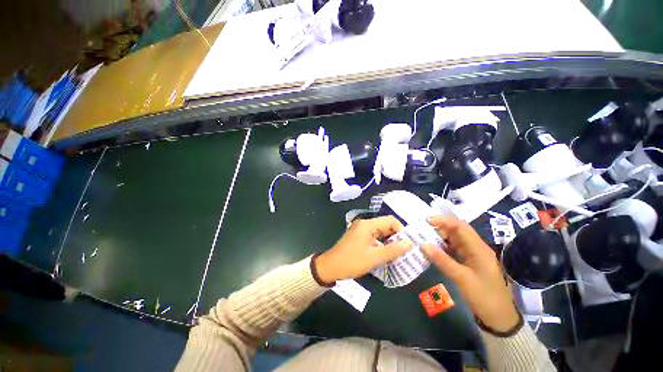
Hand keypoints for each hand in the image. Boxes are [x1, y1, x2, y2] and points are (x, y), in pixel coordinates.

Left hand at [315, 216, 412, 283]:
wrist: (330, 267)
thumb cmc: (352, 261)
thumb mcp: (374, 257)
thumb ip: (393, 250)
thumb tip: (409, 243)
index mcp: (368, 224)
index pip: (390, 220)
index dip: (401, 231)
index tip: (407, 245)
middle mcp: (365, 224)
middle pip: (386, 225)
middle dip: (396, 237)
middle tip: (405, 251)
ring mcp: (361, 230)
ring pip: (381, 232)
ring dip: (390, 242)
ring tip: (398, 254)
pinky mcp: (359, 237)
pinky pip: (375, 237)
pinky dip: (382, 244)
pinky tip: (386, 254)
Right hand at [422, 216, 519, 332]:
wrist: (499, 318)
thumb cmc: (484, 297)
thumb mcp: (463, 279)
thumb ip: (443, 261)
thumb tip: (423, 245)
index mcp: (479, 248)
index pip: (460, 226)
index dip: (444, 221)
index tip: (427, 221)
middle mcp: (476, 248)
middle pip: (457, 231)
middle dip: (439, 228)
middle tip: (422, 230)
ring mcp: (472, 255)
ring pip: (454, 240)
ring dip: (439, 237)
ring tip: (423, 237)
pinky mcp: (468, 262)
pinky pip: (453, 249)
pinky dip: (442, 247)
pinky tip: (432, 249)